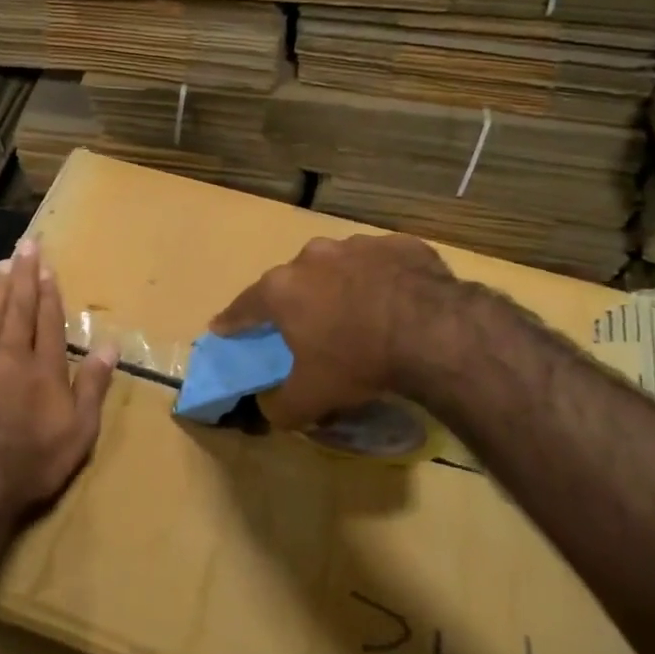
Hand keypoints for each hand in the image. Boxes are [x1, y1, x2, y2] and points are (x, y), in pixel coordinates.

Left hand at [0, 238, 118, 527]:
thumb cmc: (30, 462)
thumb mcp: (79, 431)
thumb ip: (93, 385)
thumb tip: (110, 344)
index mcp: (44, 368)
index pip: (49, 321)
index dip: (49, 293)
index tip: (47, 267)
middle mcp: (9, 355)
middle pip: (18, 308)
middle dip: (24, 276)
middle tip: (26, 245)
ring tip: (2, 264)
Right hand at [210, 234, 456, 428]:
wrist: (432, 330)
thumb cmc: (358, 360)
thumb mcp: (311, 397)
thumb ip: (282, 406)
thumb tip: (272, 409)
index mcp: (282, 289)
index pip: (244, 306)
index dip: (232, 321)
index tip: (221, 327)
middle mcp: (313, 257)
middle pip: (293, 280)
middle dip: (295, 301)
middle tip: (305, 325)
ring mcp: (357, 245)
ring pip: (339, 267)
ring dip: (341, 286)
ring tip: (358, 314)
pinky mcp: (400, 244)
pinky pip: (382, 264)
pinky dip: (383, 280)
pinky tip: (398, 303)